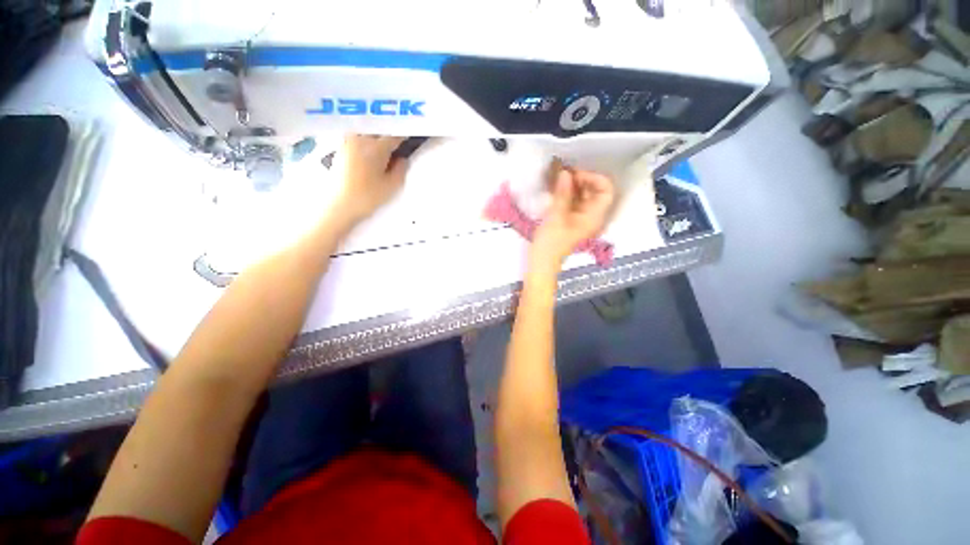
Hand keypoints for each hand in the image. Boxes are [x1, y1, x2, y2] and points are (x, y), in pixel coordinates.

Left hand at [332, 135, 408, 223]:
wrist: (340, 205)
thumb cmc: (368, 197)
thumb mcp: (392, 186)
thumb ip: (401, 169)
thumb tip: (403, 158)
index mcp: (376, 147)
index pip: (394, 136)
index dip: (404, 136)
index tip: (412, 137)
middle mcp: (361, 139)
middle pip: (378, 129)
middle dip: (389, 132)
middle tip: (398, 140)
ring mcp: (348, 142)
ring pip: (366, 131)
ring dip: (376, 134)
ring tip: (384, 143)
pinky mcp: (341, 149)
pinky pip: (356, 137)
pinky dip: (365, 139)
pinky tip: (370, 149)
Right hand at [531, 169, 614, 270]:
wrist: (542, 262)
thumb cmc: (550, 243)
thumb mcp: (556, 217)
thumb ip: (562, 194)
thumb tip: (565, 173)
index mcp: (594, 216)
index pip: (606, 190)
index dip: (593, 178)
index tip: (574, 174)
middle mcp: (591, 215)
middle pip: (594, 191)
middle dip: (580, 179)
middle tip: (562, 172)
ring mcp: (580, 218)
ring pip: (582, 195)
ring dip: (571, 184)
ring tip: (556, 177)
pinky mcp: (570, 219)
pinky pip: (573, 201)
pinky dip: (566, 193)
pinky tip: (554, 187)